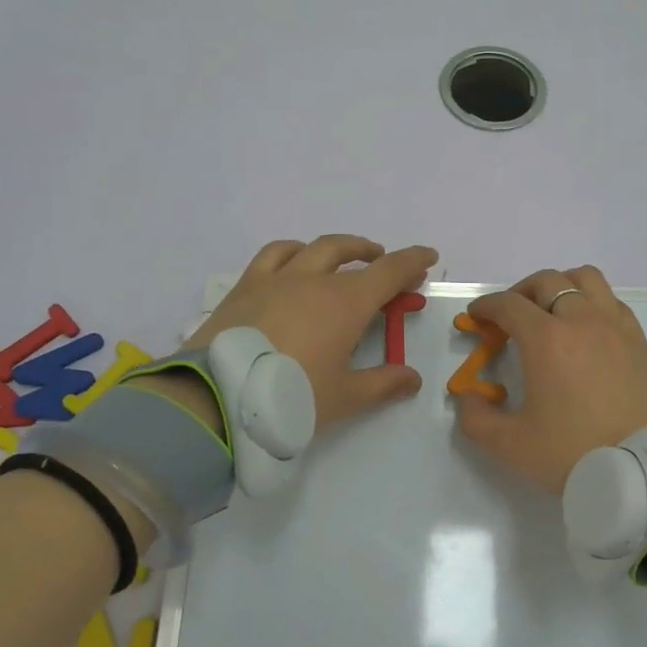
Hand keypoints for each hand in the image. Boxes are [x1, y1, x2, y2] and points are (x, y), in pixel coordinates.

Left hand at [184, 235, 438, 432]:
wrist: (218, 398)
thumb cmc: (290, 398)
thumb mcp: (344, 398)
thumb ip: (382, 384)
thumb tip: (413, 378)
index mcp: (346, 304)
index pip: (389, 271)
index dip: (413, 261)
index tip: (428, 256)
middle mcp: (314, 280)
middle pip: (351, 253)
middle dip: (375, 255)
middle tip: (386, 265)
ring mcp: (276, 279)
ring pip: (312, 248)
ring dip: (337, 248)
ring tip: (343, 257)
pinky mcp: (245, 287)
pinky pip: (273, 254)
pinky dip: (292, 251)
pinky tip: (293, 262)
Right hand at [455, 266, 646, 495]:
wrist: (645, 472)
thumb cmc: (575, 453)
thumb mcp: (511, 445)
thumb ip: (477, 419)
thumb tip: (468, 398)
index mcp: (546, 338)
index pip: (509, 305)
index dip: (487, 306)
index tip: (476, 317)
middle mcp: (581, 320)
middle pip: (547, 282)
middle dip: (520, 292)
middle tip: (509, 316)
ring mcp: (615, 326)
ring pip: (585, 279)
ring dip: (560, 286)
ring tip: (551, 311)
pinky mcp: (639, 340)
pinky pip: (611, 301)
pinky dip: (591, 302)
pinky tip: (586, 329)